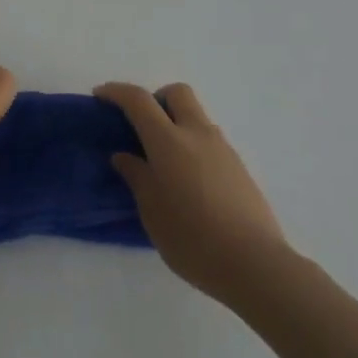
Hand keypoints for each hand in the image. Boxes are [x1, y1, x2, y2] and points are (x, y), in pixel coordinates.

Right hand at [96, 82, 291, 306]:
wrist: (256, 265)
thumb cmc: (193, 238)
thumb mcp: (152, 211)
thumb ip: (137, 177)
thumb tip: (124, 156)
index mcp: (169, 141)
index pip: (138, 100)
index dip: (117, 92)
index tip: (101, 95)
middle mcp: (197, 134)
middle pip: (177, 93)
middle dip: (156, 98)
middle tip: (142, 125)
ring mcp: (223, 149)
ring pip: (197, 116)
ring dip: (177, 123)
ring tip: (166, 162)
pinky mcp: (239, 168)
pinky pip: (210, 141)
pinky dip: (194, 146)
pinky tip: (190, 182)